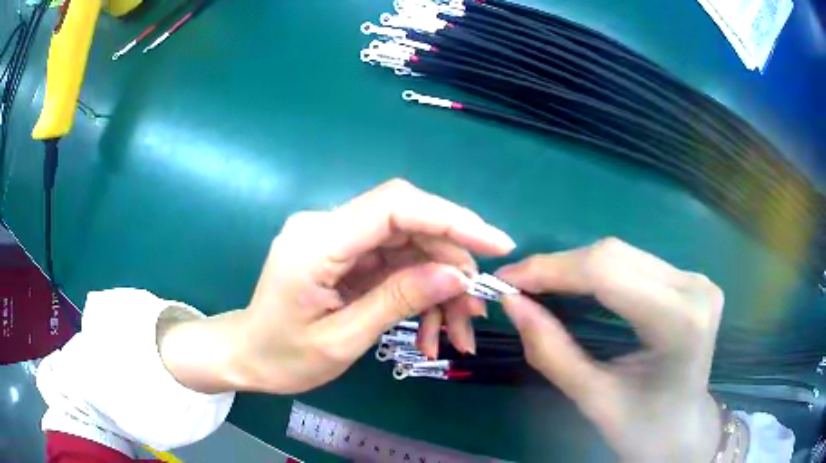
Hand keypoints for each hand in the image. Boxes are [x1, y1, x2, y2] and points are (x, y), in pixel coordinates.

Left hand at [159, 179, 514, 393]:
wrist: (247, 355)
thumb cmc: (283, 357)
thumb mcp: (342, 339)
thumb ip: (397, 300)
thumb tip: (456, 275)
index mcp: (317, 241)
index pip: (395, 207)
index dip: (452, 218)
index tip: (496, 244)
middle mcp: (327, 226)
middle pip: (409, 223)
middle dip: (451, 262)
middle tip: (477, 307)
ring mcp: (337, 238)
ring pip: (409, 245)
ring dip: (440, 284)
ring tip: (458, 331)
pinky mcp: (345, 254)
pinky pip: (395, 263)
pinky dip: (420, 292)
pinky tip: (431, 328)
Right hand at [496, 238, 723, 462]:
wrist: (683, 431)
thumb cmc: (643, 428)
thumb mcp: (593, 399)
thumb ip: (551, 351)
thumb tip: (512, 304)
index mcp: (679, 321)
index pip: (607, 273)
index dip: (551, 269)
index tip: (504, 280)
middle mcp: (694, 287)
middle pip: (614, 255)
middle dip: (559, 267)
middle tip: (518, 286)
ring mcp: (697, 279)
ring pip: (623, 254)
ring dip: (576, 267)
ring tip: (540, 286)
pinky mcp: (691, 280)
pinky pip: (634, 263)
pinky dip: (598, 272)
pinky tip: (577, 286)